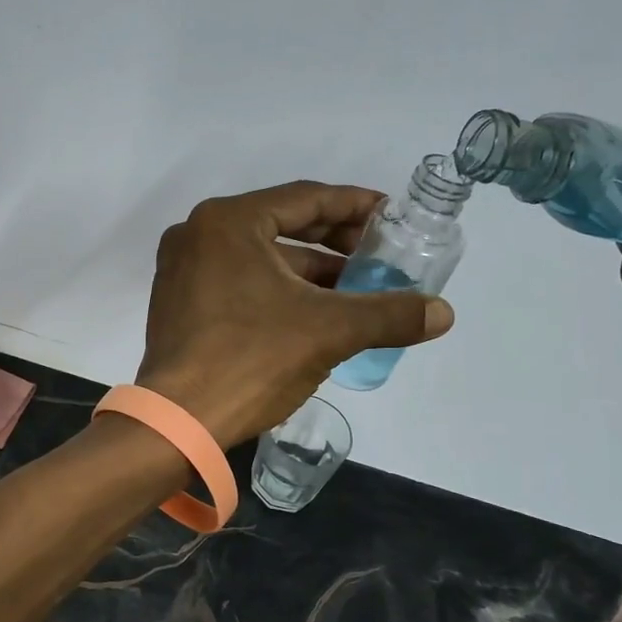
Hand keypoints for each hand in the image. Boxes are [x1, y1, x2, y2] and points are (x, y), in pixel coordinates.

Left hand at [136, 181, 454, 446]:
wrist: (178, 423)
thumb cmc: (251, 360)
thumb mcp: (329, 332)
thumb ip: (389, 314)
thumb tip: (444, 313)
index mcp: (229, 222)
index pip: (307, 198)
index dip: (356, 206)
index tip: (392, 217)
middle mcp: (199, 234)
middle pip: (283, 225)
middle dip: (335, 242)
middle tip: (379, 256)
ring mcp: (184, 270)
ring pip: (262, 258)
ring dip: (310, 272)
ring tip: (356, 291)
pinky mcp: (180, 304)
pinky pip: (241, 281)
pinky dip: (279, 290)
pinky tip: (314, 314)